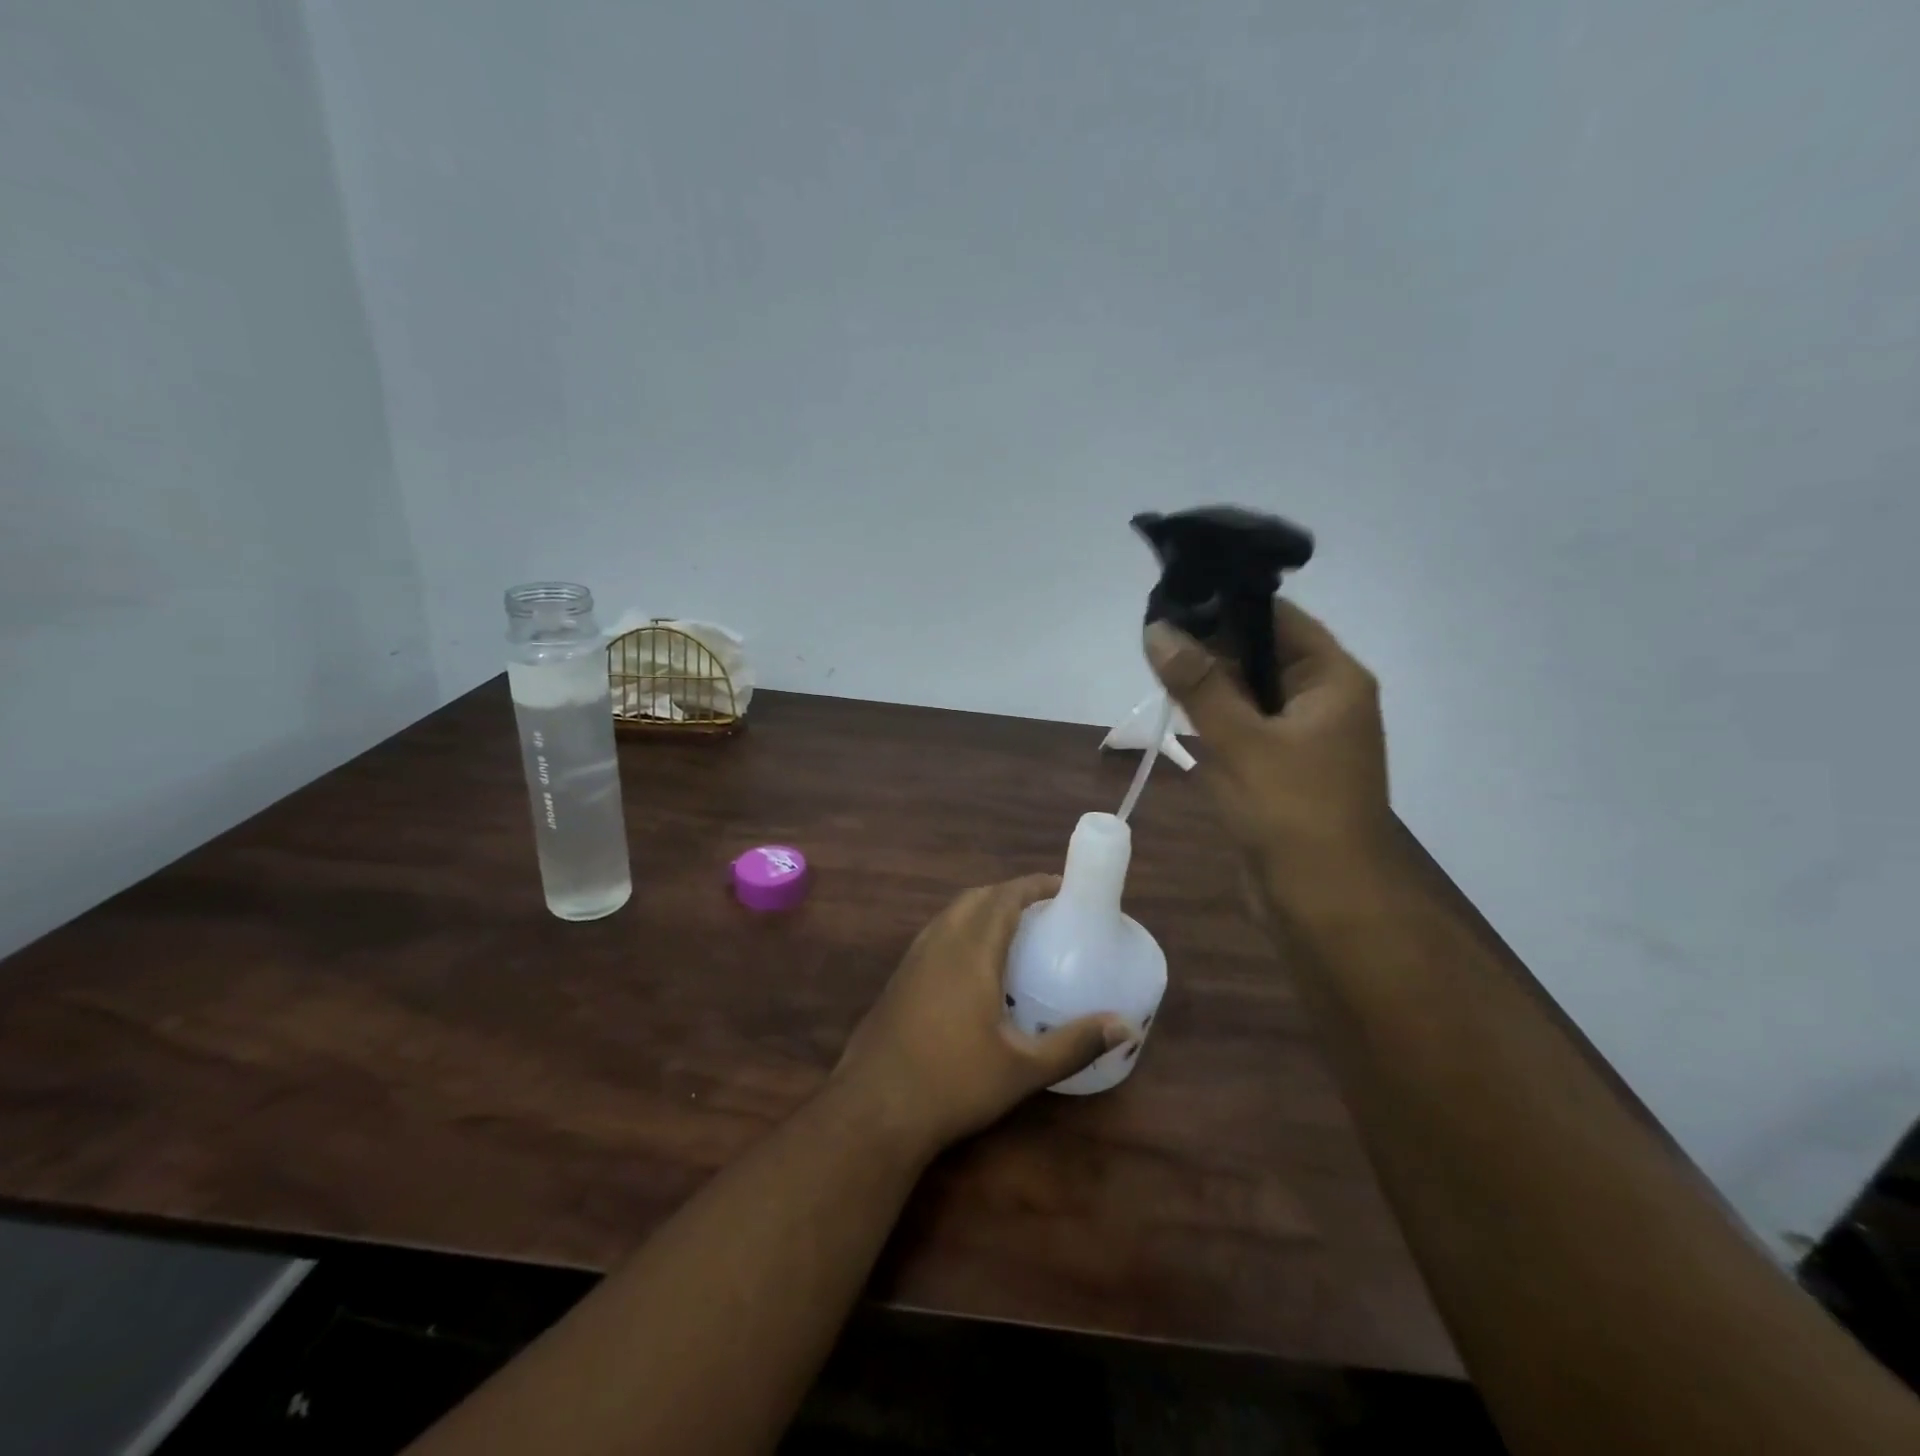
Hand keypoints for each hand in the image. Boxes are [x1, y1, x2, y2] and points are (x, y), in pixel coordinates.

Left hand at [833, 875, 1129, 1155]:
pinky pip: (937, 933)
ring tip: (1014, 930)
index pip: (1005, 897)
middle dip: (1011, 894)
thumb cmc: (954, 1083)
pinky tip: (974, 965)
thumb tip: (1127, 1027)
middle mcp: (940, 941)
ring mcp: (913, 958)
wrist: (874, 1108)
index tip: (1063, 887)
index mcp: (971, 950)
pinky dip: (962, 928)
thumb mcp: (1023, 1069)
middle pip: (977, 897)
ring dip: (983, 908)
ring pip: (952, 913)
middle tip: (1044, 910)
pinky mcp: (899, 977)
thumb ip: (1075, 1043)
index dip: (1034, 885)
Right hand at [1144, 600, 1394, 917]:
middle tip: (1153, 637)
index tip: (1174, 600)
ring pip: (1250, 693)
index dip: (1227, 606)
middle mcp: (1323, 700)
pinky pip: (1246, 727)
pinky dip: (1216, 719)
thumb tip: (1158, 629)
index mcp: (1333, 680)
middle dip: (1210, 646)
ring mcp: (1304, 737)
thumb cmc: (1291, 811)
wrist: (1323, 902)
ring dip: (1210, 684)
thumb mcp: (1239, 740)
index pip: (1278, 619)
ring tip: (1156, 667)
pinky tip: (1179, 712)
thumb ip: (1198, 683)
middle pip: (1262, 654)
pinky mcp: (1283, 768)